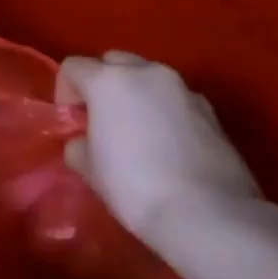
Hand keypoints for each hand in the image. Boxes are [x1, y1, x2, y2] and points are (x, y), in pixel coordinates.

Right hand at [55, 51, 260, 250]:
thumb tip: (85, 142)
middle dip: (103, 84)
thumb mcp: (88, 167)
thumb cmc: (134, 185)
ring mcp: (184, 90)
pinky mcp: (212, 113)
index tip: (72, 123)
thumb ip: (79, 143)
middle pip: (114, 62)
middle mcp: (147, 73)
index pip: (73, 67)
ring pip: (149, 79)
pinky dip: (165, 112)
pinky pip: (176, 100)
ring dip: (136, 96)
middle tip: (102, 120)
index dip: (65, 92)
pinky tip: (167, 146)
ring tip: (137, 133)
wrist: (209, 216)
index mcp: (109, 80)